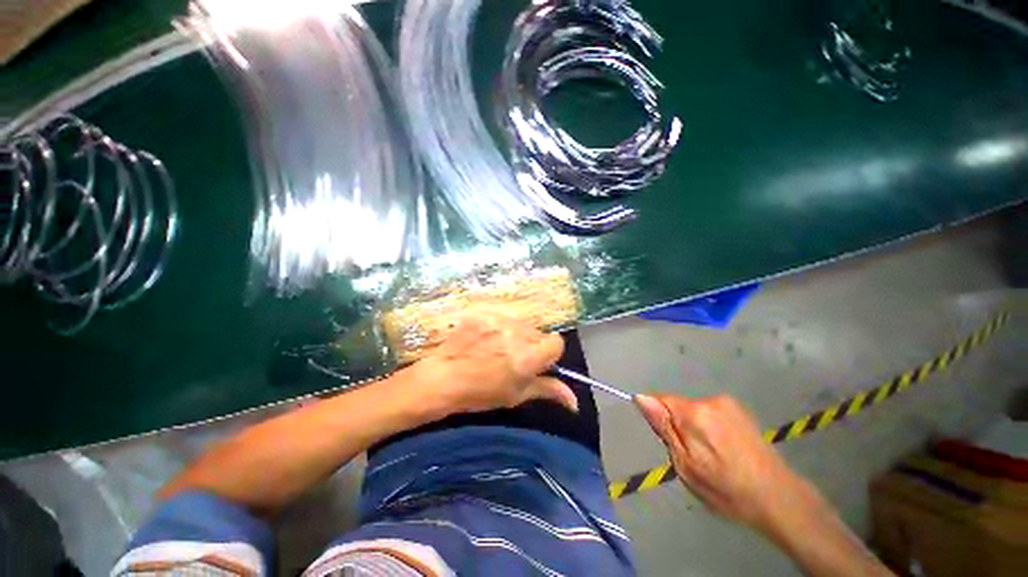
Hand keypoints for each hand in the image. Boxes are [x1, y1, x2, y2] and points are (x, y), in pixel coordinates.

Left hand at [405, 315, 577, 416]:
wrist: (443, 378)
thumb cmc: (481, 393)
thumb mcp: (517, 395)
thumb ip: (548, 391)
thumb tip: (575, 402)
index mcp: (528, 356)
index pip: (556, 342)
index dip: (549, 353)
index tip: (537, 362)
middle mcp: (517, 333)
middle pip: (539, 332)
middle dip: (532, 344)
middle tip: (513, 358)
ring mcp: (499, 320)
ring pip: (521, 323)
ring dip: (516, 334)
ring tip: (497, 348)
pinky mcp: (484, 313)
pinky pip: (502, 317)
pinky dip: (499, 326)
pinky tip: (484, 339)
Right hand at [635, 394, 817, 532]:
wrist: (779, 498)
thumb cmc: (726, 489)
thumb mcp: (686, 465)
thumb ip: (663, 428)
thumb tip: (640, 398)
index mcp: (693, 413)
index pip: (658, 400)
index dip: (658, 419)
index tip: (668, 441)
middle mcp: (710, 400)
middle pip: (677, 406)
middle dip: (678, 426)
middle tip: (692, 456)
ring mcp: (728, 403)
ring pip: (694, 410)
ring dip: (694, 427)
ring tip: (711, 455)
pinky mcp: (741, 410)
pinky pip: (711, 413)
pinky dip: (710, 427)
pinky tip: (725, 449)